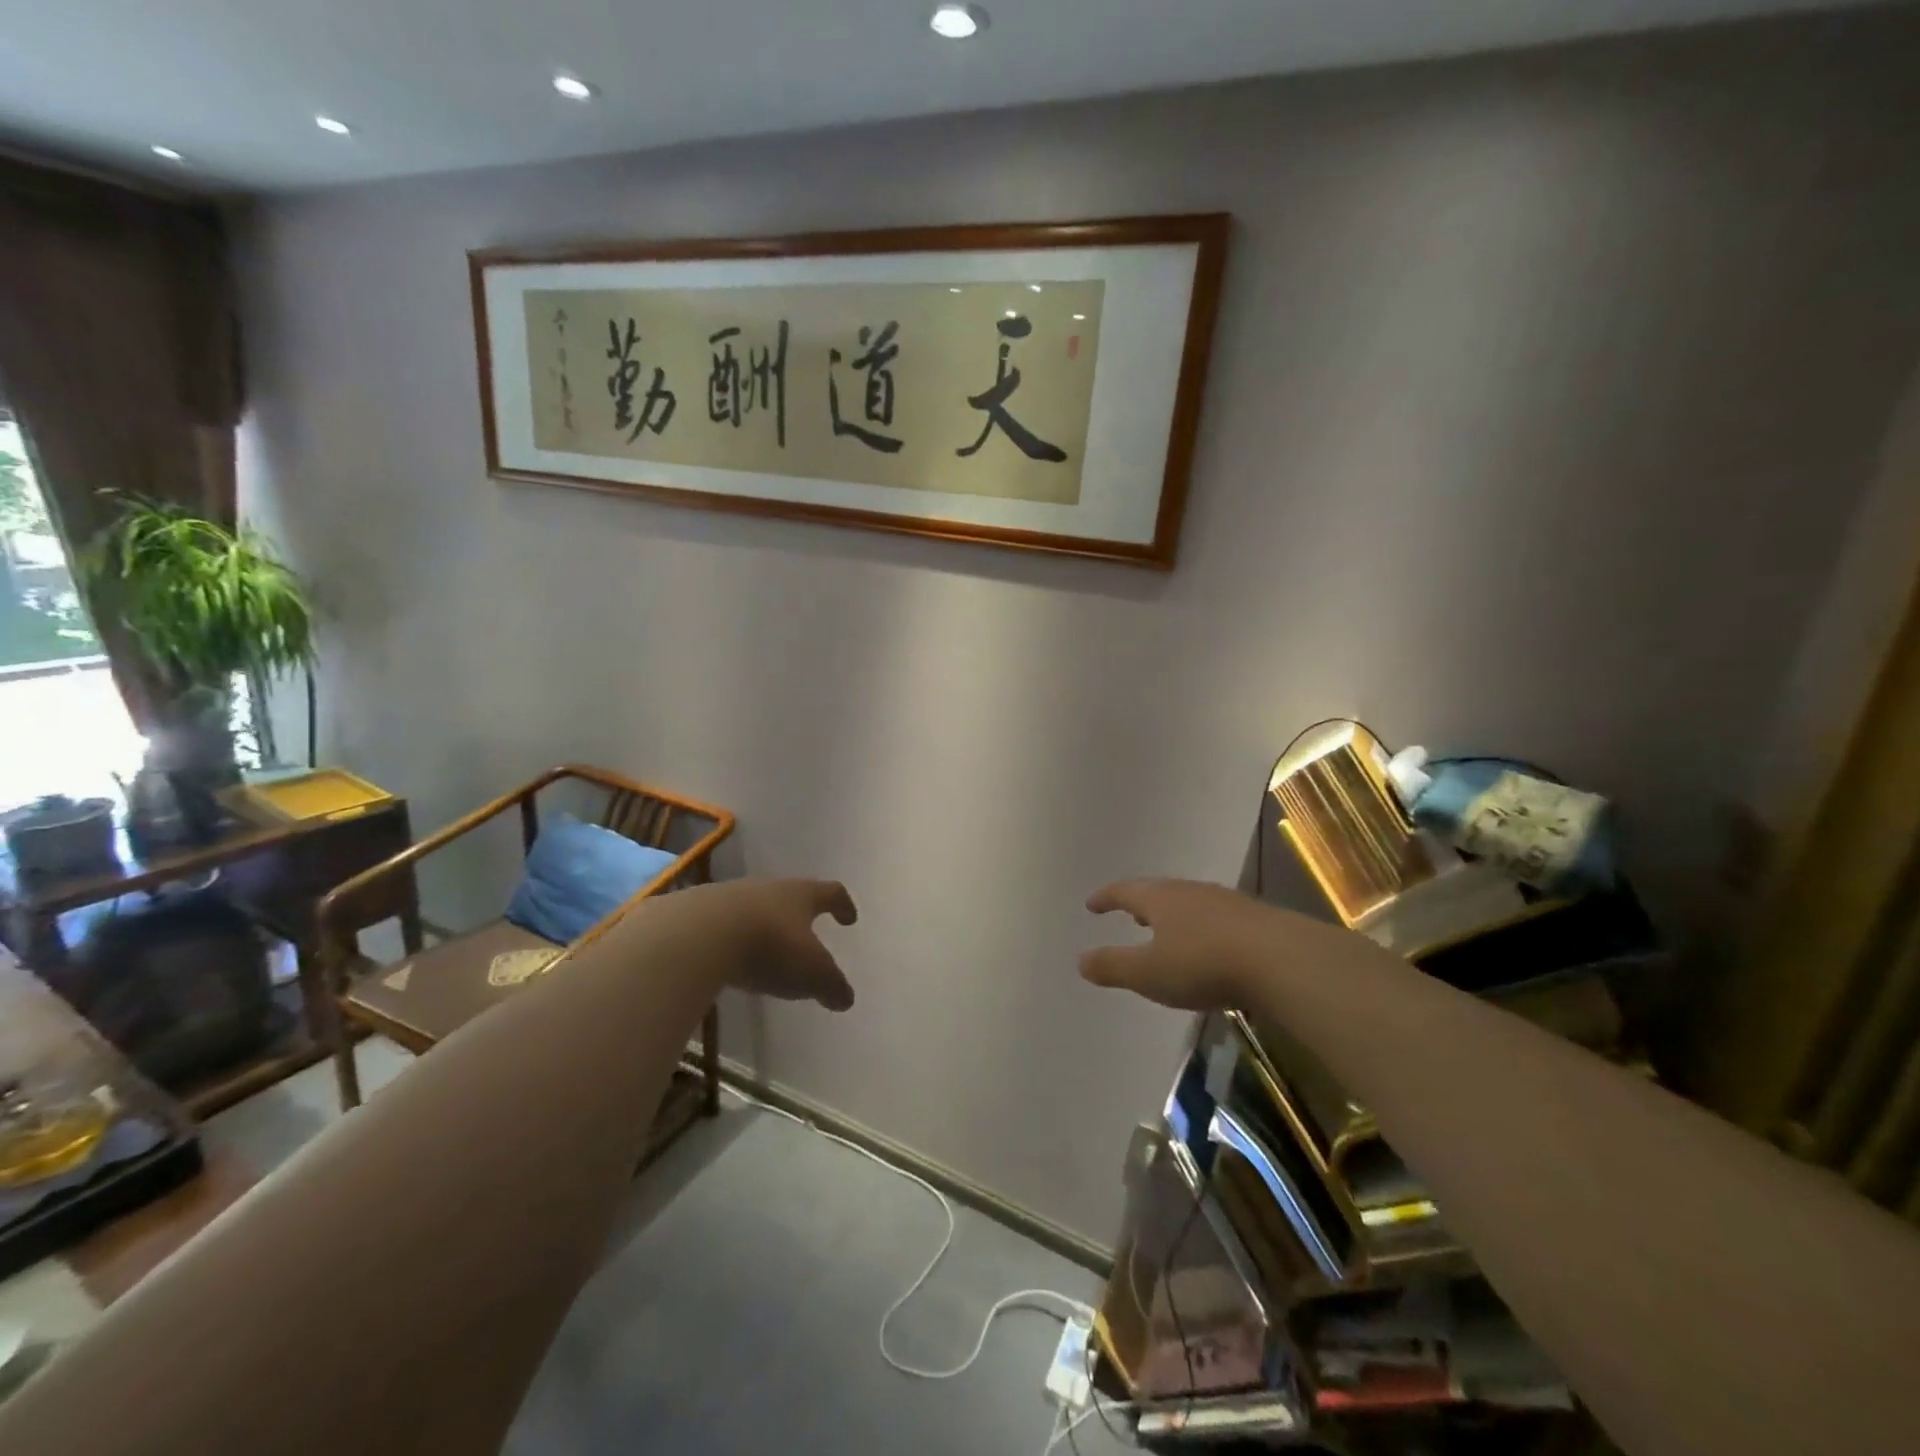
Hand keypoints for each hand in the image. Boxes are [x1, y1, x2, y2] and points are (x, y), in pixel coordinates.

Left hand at [680, 877, 858, 1010]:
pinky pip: (723, 925)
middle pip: (790, 896)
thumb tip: (846, 998)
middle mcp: (768, 888)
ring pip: (755, 909)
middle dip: (800, 916)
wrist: (697, 935)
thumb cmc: (769, 947)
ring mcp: (730, 897)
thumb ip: (831, 986)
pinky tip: (729, 960)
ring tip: (765, 951)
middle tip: (806, 935)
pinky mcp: (697, 913)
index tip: (849, 918)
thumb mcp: (811, 974)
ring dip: (763, 927)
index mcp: (801, 895)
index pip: (830, 892)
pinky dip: (732, 940)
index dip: (842, 905)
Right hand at [1080, 878, 1350, 1011]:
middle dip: (1142, 904)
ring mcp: (1226, 903)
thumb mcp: (1149, 972)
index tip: (1092, 904)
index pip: (1125, 891)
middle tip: (1130, 914)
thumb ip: (1113, 966)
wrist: (1281, 959)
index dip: (1106, 898)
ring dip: (1173, 916)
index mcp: (1160, 899)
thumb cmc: (1203, 964)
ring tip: (1166, 930)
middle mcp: (1190, 892)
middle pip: (1159, 893)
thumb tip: (1080, 960)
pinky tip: (1209, 946)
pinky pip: (1216, 918)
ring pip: (1190, 904)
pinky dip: (1202, 928)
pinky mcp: (1255, 919)